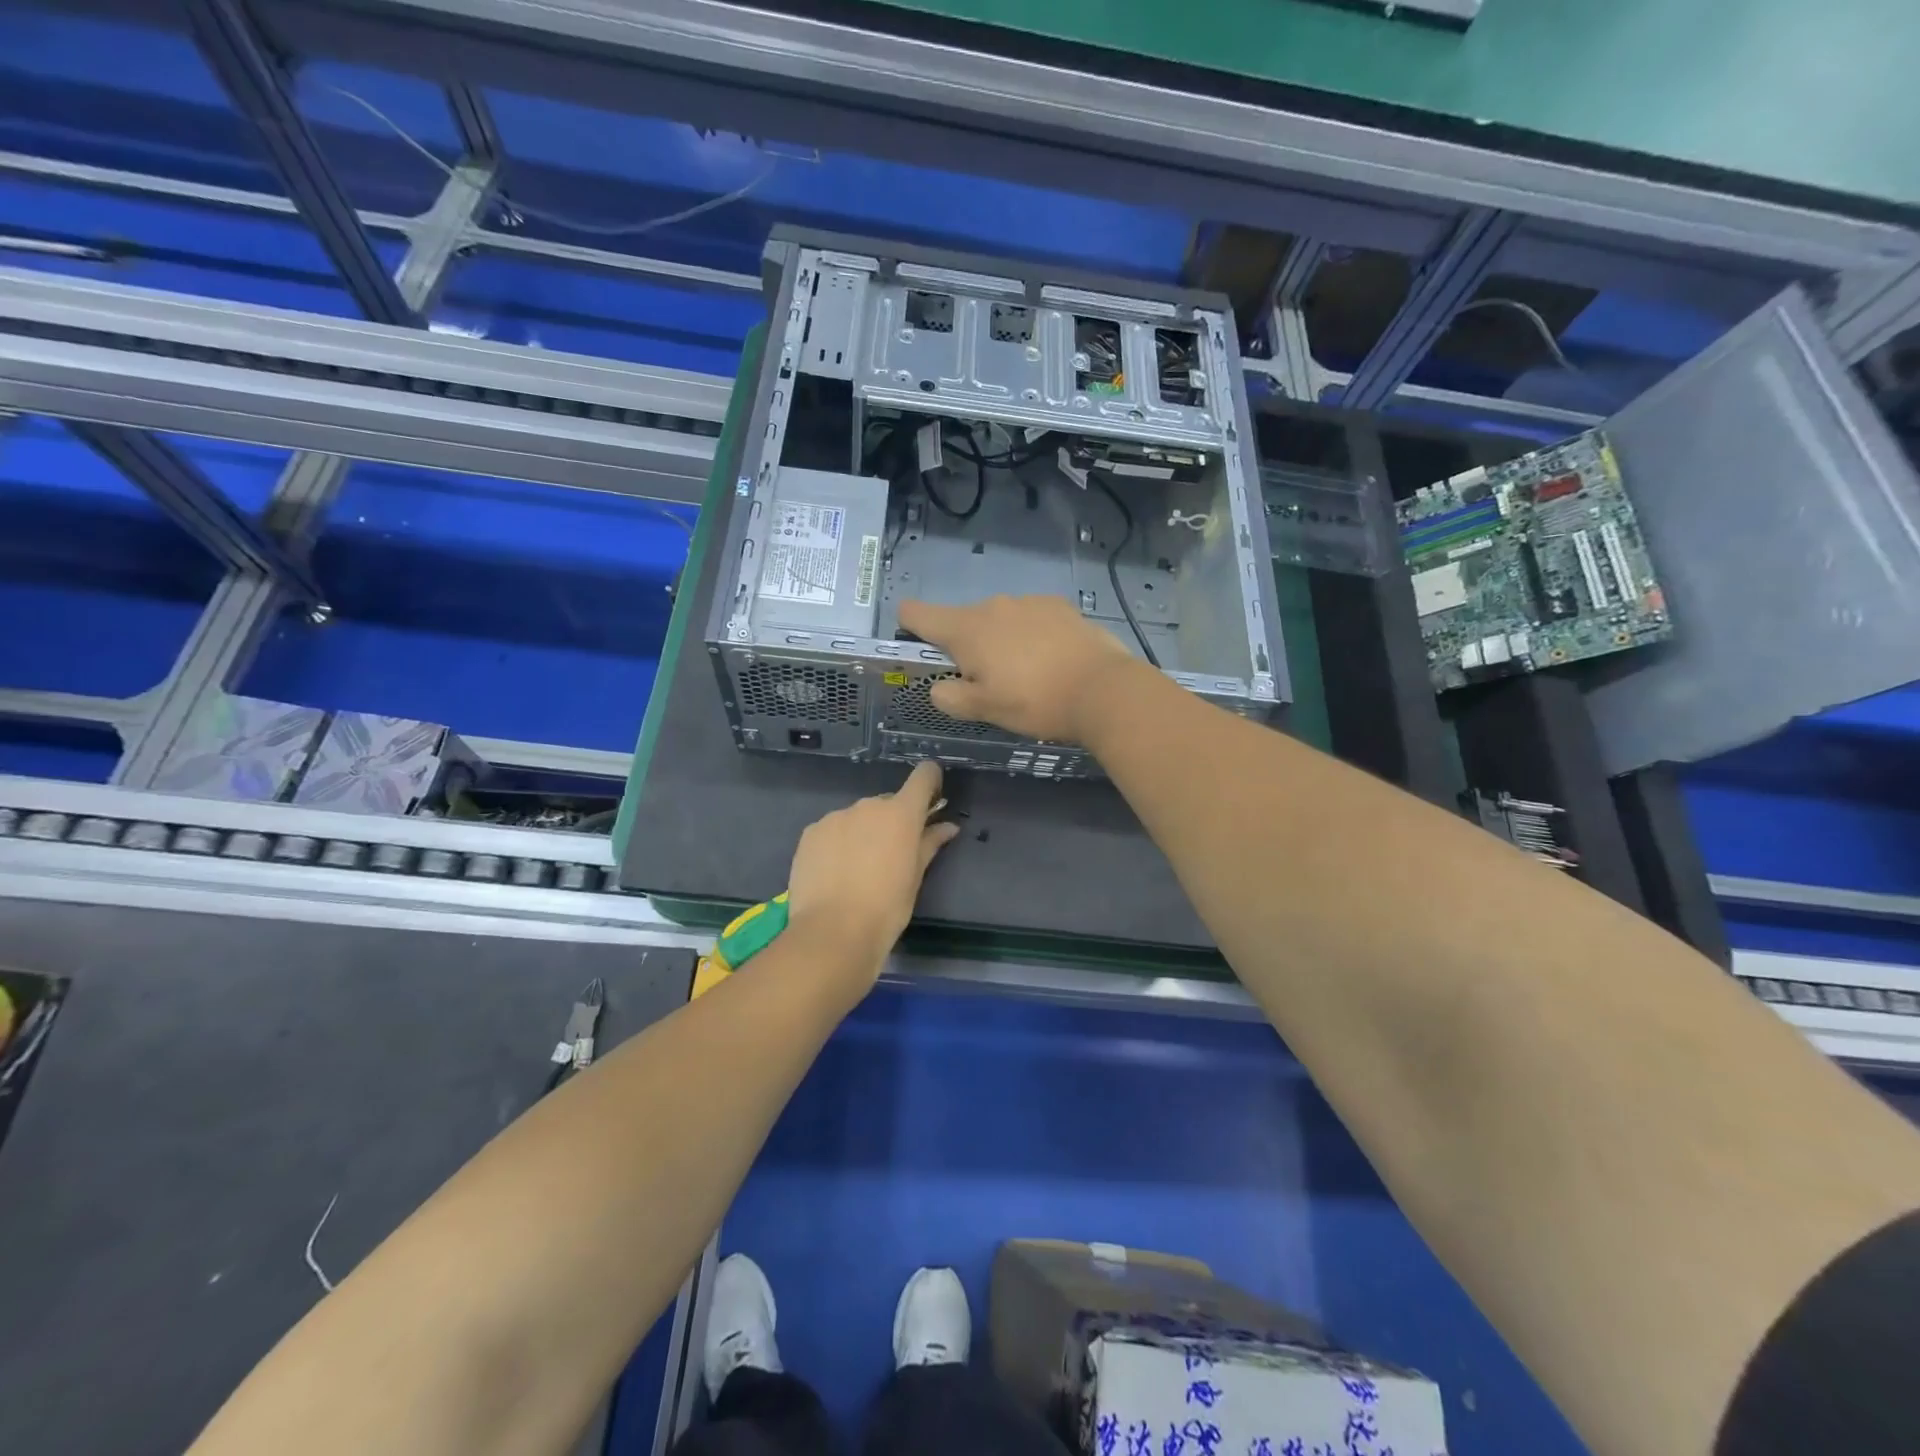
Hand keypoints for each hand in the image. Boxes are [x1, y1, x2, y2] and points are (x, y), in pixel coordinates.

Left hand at [783, 760, 958, 985]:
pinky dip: (838, 843)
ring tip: (858, 869)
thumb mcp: (915, 878)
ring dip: (863, 832)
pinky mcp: (810, 833)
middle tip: (892, 854)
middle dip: (893, 821)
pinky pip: (832, 829)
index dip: (930, 782)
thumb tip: (947, 826)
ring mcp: (835, 817)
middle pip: (887, 802)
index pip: (923, 777)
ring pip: (858, 817)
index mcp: (901, 813)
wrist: (832, 932)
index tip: (932, 798)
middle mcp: (868, 806)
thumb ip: (929, 844)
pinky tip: (835, 872)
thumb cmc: (886, 907)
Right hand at [897, 595, 1136, 743]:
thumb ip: (951, 696)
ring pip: (1000, 620)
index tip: (918, 643)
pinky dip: (1032, 636)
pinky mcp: (1061, 606)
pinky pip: (1032, 619)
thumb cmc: (1034, 702)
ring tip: (1027, 675)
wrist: (1103, 689)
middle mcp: (993, 605)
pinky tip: (1052, 661)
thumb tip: (941, 687)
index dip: (910, 625)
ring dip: (1002, 641)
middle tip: (989, 682)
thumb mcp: (984, 709)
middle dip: (968, 646)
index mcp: (966, 629)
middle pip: (964, 621)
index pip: (917, 613)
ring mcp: (1029, 602)